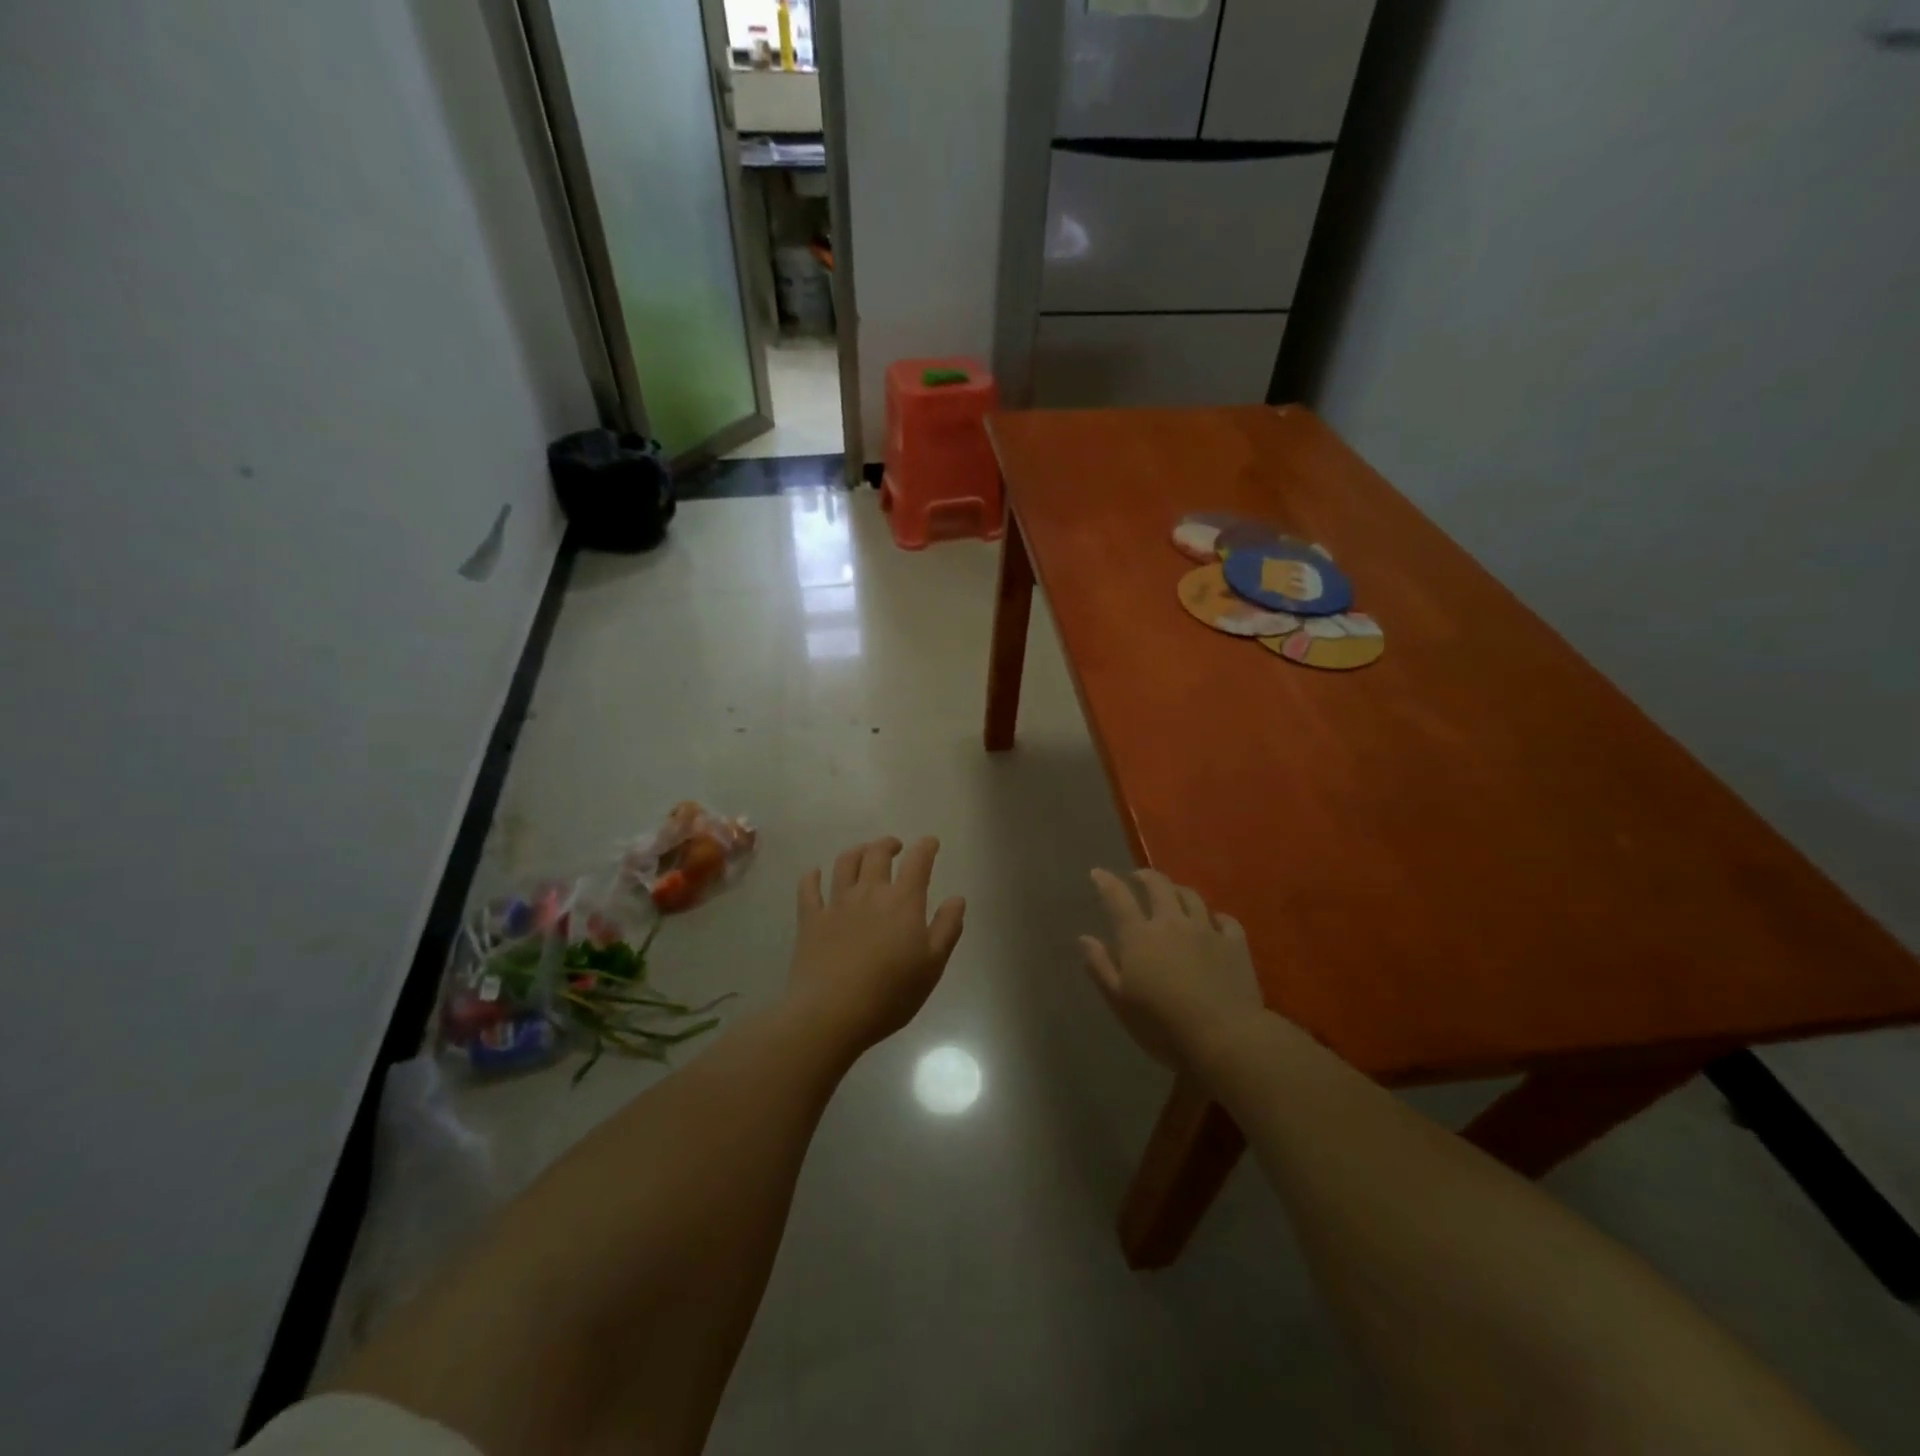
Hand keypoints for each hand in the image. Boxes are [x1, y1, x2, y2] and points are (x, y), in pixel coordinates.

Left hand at [788, 837, 965, 1051]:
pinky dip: (812, 876)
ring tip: (863, 855)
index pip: (918, 862)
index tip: (931, 843)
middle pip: (877, 854)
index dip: (926, 847)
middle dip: (888, 844)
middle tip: (895, 847)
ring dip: (856, 852)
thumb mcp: (932, 966)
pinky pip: (808, 888)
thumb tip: (957, 899)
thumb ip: (947, 928)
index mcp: (903, 901)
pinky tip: (816, 873)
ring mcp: (836, 903)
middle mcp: (869, 893)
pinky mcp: (810, 919)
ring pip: (845, 863)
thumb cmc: (890, 993)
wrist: (831, 1013)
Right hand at [1079, 869, 1262, 1067]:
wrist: (1226, 1038)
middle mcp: (1172, 923)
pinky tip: (1213, 922)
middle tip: (1137, 877)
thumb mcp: (1121, 1002)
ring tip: (1172, 894)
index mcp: (1139, 936)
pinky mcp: (1235, 944)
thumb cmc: (1163, 1026)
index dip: (1106, 882)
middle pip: (1158, 885)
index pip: (1118, 898)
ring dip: (1177, 890)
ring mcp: (1206, 930)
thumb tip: (1085, 938)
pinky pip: (1225, 920)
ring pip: (1191, 896)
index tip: (1097, 873)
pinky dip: (1215, 917)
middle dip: (1145, 876)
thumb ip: (1101, 967)